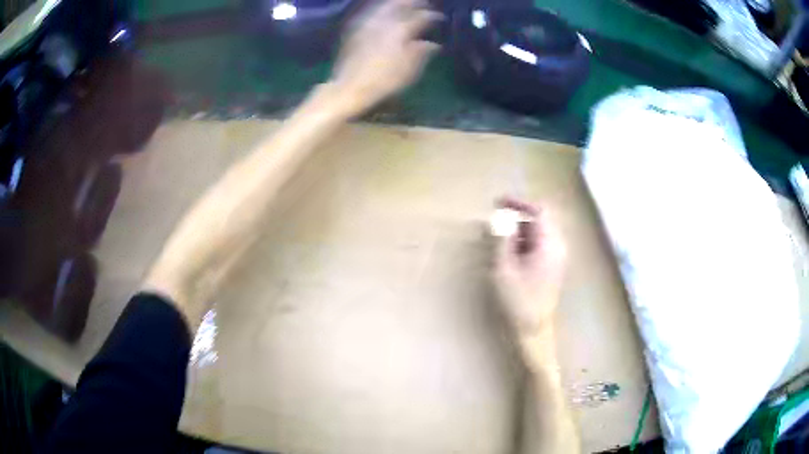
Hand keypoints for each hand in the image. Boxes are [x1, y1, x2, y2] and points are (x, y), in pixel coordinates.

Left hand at [330, 0, 441, 117]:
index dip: (433, 16)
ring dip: (395, 3)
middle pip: (400, 5)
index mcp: (401, 30)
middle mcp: (384, 22)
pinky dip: (379, 9)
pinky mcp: (354, 31)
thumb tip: (433, 44)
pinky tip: (381, 13)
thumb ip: (423, 52)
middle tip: (422, 2)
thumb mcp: (410, 70)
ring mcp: (367, 24)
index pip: (421, 17)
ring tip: (403, 2)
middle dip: (413, 2)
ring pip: (383, 6)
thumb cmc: (385, 80)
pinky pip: (370, 13)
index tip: (441, 18)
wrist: (350, 87)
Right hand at [491, 198, 566, 336]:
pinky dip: (526, 242)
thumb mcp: (505, 268)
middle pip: (541, 220)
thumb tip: (503, 220)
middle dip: (518, 217)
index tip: (499, 203)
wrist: (534, 328)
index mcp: (549, 244)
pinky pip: (541, 244)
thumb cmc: (519, 299)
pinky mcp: (553, 265)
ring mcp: (557, 257)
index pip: (540, 211)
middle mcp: (558, 246)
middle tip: (497, 221)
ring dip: (521, 230)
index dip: (520, 203)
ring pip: (540, 232)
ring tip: (500, 240)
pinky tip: (511, 253)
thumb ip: (504, 240)